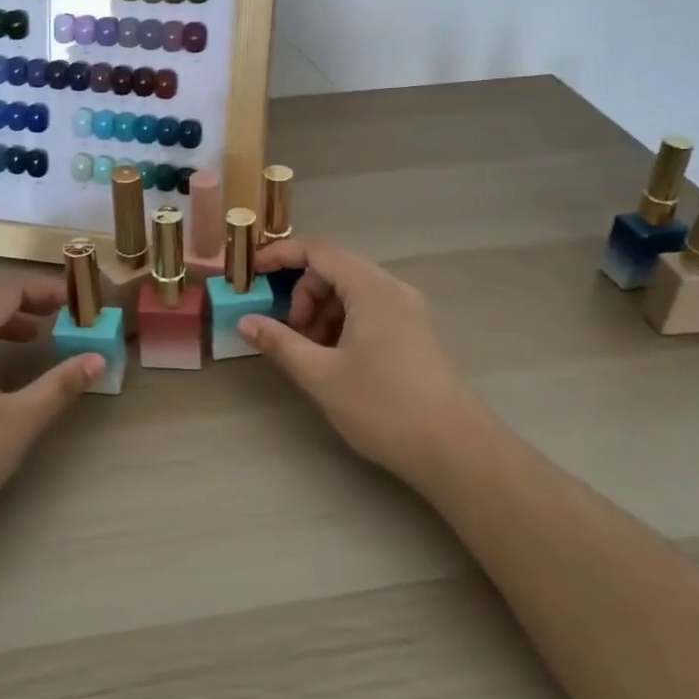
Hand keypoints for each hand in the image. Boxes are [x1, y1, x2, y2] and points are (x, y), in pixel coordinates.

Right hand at [240, 239, 483, 485]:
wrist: (454, 448)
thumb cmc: (383, 406)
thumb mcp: (321, 375)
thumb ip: (280, 343)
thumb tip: (244, 322)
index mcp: (370, 289)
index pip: (318, 250)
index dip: (280, 255)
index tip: (252, 273)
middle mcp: (391, 288)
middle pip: (334, 268)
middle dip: (302, 293)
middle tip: (289, 332)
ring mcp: (407, 309)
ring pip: (351, 290)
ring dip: (322, 310)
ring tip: (311, 352)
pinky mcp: (414, 331)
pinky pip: (368, 308)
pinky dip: (343, 322)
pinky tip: (336, 358)